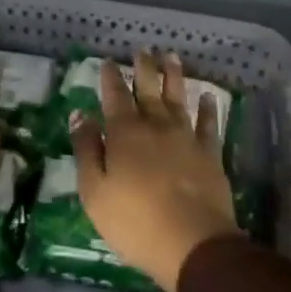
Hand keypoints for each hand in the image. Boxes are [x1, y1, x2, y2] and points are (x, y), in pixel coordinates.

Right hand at [71, 50, 238, 291]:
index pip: (115, 96)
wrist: (192, 242)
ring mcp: (186, 138)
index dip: (110, 77)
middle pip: (149, 89)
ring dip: (174, 76)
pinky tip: (208, 96)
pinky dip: (209, 108)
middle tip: (144, 48)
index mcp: (124, 133)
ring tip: (172, 57)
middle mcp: (156, 126)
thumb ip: (87, 150)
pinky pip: (210, 124)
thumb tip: (80, 115)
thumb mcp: (94, 191)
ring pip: (179, 98)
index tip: (108, 60)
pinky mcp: (210, 154)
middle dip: (144, 67)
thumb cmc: (134, 221)